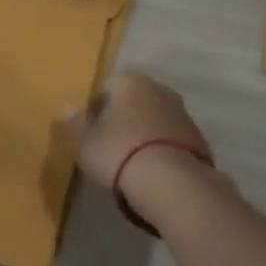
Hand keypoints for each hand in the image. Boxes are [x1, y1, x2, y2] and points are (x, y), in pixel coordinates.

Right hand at [66, 71, 213, 192]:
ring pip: (155, 118)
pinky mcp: (199, 138)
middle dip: (123, 118)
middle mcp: (159, 89)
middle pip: (134, 100)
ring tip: (132, 162)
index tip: (92, 131)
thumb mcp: (85, 143)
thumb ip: (75, 124)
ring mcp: (183, 113)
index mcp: (130, 82)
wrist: (172, 183)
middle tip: (110, 145)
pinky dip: (162, 149)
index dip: (97, 109)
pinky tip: (154, 171)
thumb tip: (67, 109)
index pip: (108, 87)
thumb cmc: (119, 153)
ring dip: (145, 133)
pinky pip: (172, 139)